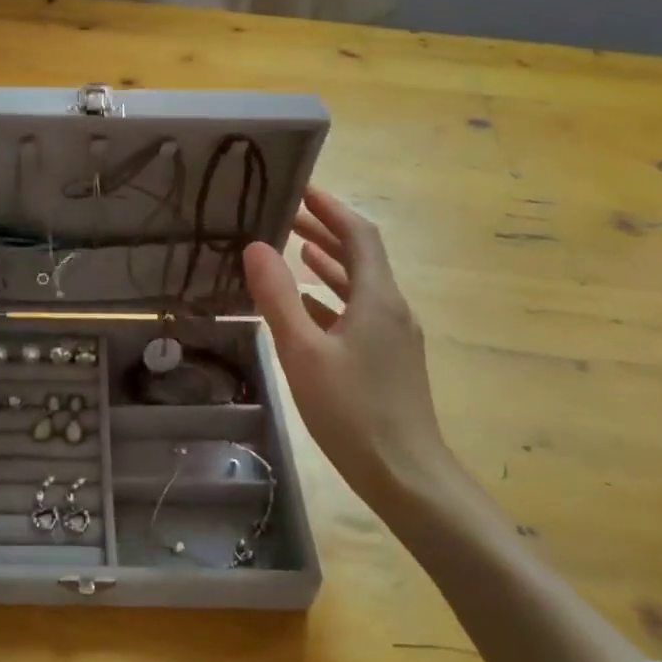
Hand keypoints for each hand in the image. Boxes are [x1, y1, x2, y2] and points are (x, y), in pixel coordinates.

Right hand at [244, 188, 456, 514]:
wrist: (405, 474)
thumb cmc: (351, 411)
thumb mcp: (303, 352)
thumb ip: (278, 298)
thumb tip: (256, 247)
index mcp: (378, 298)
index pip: (359, 234)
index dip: (332, 207)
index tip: (302, 187)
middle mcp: (392, 308)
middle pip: (361, 256)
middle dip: (326, 231)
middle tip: (287, 214)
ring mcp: (394, 335)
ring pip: (360, 285)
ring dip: (329, 262)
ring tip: (293, 249)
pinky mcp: (389, 358)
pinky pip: (358, 312)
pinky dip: (332, 296)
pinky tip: (307, 305)